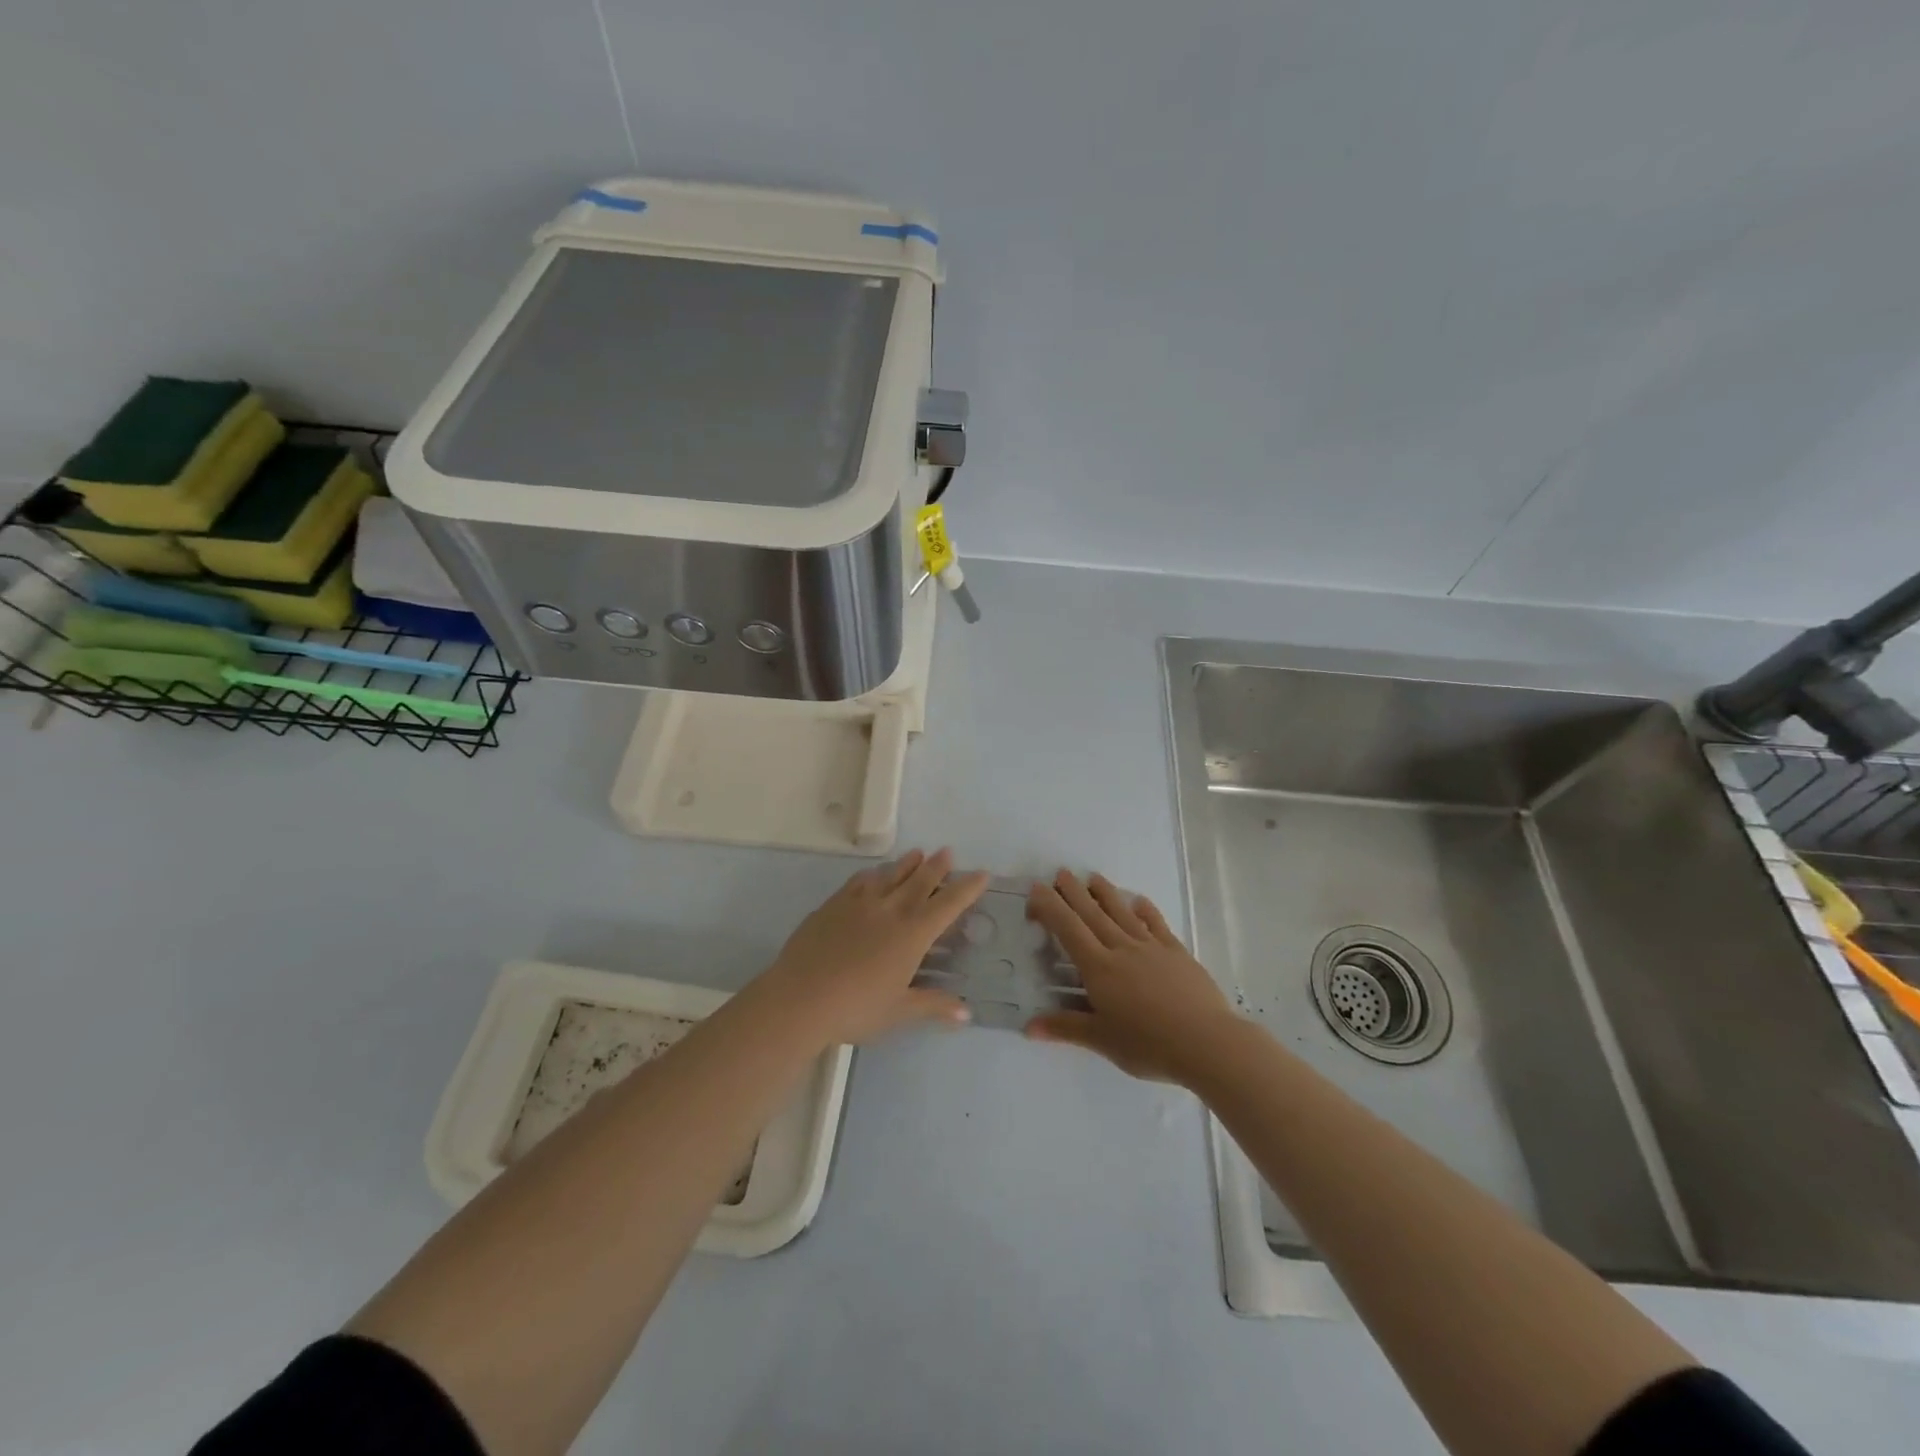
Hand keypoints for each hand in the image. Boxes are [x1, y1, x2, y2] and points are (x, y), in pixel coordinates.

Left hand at [759, 849, 988, 1045]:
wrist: (800, 998)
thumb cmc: (856, 1008)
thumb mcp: (899, 1011)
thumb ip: (933, 1005)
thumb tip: (966, 1012)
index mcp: (912, 934)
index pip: (948, 905)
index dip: (967, 888)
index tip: (981, 874)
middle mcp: (890, 910)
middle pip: (919, 881)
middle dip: (937, 866)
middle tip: (948, 852)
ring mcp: (859, 904)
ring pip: (890, 876)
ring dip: (907, 864)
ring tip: (917, 853)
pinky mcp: (833, 905)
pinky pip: (859, 882)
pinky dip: (873, 874)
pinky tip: (873, 874)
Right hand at [1025, 869, 1239, 1084]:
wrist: (1206, 1042)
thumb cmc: (1148, 1044)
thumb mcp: (1102, 1040)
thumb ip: (1065, 1028)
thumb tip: (1028, 1027)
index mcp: (1099, 968)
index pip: (1068, 929)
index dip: (1051, 907)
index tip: (1037, 889)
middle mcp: (1122, 949)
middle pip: (1093, 914)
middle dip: (1074, 892)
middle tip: (1061, 873)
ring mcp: (1151, 947)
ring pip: (1123, 913)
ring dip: (1106, 893)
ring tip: (1093, 877)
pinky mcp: (1177, 953)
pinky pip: (1157, 925)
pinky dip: (1146, 910)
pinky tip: (1140, 900)